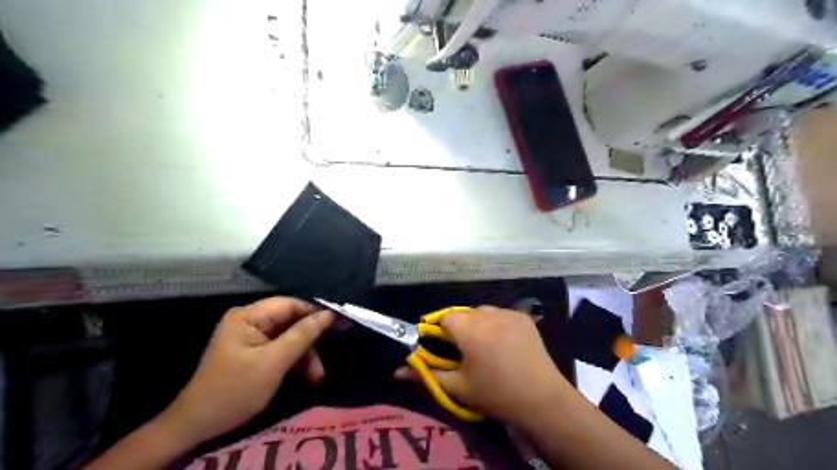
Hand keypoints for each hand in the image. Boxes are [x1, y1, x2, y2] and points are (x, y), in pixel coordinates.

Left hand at [160, 297, 335, 443]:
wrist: (197, 426)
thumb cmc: (235, 390)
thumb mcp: (274, 363)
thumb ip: (303, 335)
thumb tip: (330, 313)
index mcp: (248, 316)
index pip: (291, 304)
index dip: (317, 311)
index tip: (342, 322)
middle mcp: (250, 320)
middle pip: (292, 321)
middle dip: (310, 340)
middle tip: (331, 352)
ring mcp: (251, 336)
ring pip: (290, 336)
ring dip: (305, 355)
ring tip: (316, 377)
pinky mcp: (253, 350)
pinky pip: (281, 348)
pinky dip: (294, 361)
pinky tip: (306, 377)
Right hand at [397, 307, 571, 424]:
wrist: (542, 399)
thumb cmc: (495, 394)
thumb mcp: (458, 387)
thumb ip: (426, 375)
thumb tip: (397, 371)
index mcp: (469, 329)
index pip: (444, 317)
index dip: (439, 330)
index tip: (442, 347)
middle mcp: (487, 314)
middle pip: (463, 313)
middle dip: (458, 328)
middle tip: (463, 351)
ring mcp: (508, 313)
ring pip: (481, 312)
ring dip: (477, 324)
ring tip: (484, 347)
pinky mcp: (523, 317)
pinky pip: (500, 314)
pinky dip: (495, 324)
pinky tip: (503, 343)